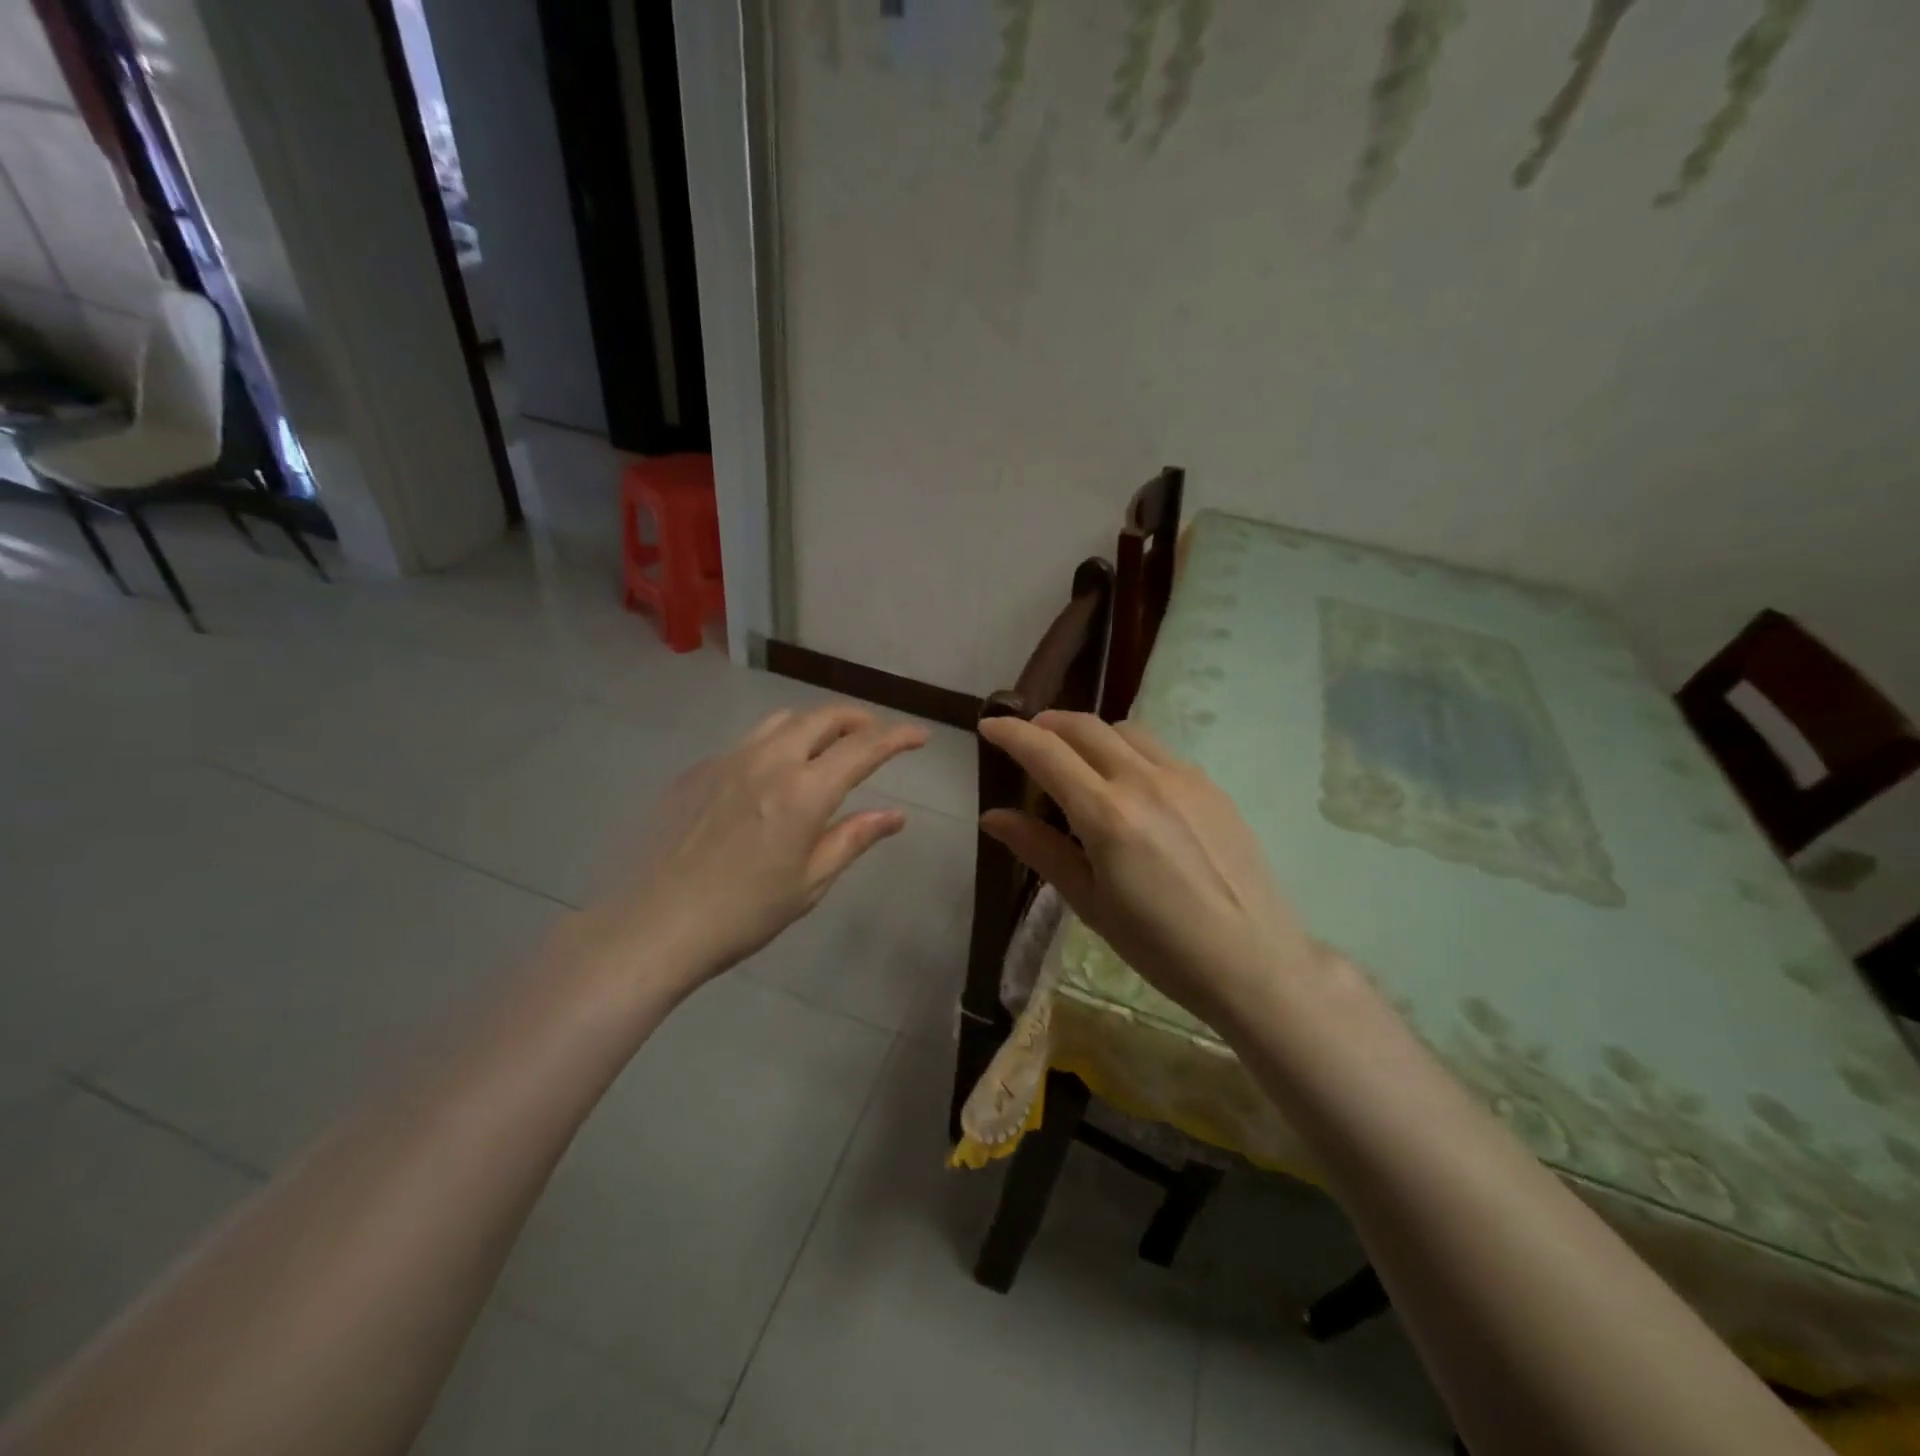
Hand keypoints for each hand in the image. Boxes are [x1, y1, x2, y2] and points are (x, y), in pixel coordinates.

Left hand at [577, 704, 927, 992]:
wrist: (654, 925)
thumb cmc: (743, 914)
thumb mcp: (810, 882)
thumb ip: (853, 838)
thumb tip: (895, 815)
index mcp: (804, 792)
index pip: (863, 748)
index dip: (898, 737)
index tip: (920, 735)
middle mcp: (769, 761)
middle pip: (823, 717)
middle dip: (858, 719)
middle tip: (875, 735)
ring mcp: (728, 760)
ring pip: (782, 720)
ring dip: (815, 724)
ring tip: (827, 746)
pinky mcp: (697, 770)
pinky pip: (747, 742)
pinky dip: (775, 744)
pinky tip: (770, 776)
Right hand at [978, 711, 1322, 1029]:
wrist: (1255, 962)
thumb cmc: (1161, 946)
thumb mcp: (1090, 903)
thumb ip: (1041, 850)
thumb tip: (993, 817)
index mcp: (1107, 814)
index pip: (1046, 752)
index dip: (1011, 734)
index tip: (989, 725)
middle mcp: (1144, 781)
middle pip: (1085, 726)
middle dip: (1048, 724)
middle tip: (1028, 739)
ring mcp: (1184, 778)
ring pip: (1125, 731)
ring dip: (1090, 734)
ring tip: (1076, 760)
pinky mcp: (1211, 786)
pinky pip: (1159, 750)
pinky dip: (1128, 751)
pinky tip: (1128, 784)